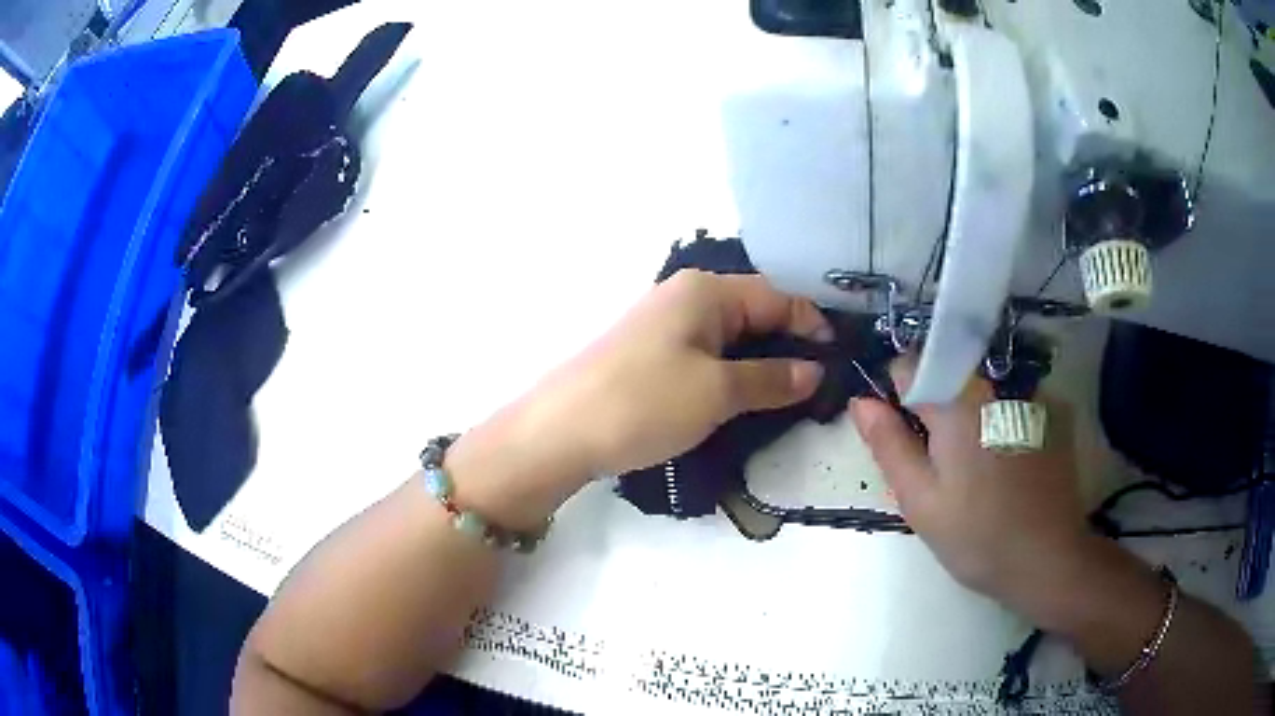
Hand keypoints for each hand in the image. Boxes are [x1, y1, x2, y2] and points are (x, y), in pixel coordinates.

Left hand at [551, 270, 831, 475]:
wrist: (560, 432)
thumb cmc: (644, 402)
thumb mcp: (718, 392)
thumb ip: (771, 378)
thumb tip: (814, 372)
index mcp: (705, 290)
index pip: (776, 296)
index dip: (811, 324)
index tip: (837, 359)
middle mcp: (685, 296)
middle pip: (753, 313)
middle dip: (788, 345)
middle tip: (818, 384)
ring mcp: (664, 325)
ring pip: (730, 337)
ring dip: (760, 362)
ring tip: (788, 396)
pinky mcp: (650, 355)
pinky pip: (706, 354)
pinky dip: (731, 373)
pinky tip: (742, 397)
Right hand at [849, 358, 1093, 614]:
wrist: (1047, 559)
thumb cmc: (976, 537)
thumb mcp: (920, 500)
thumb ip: (888, 445)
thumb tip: (861, 401)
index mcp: (957, 402)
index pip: (910, 365)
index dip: (897, 396)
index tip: (904, 434)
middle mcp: (994, 384)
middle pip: (948, 374)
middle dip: (936, 408)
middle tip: (941, 464)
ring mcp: (1027, 394)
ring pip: (980, 388)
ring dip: (969, 415)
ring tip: (977, 470)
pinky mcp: (1050, 411)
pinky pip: (1011, 400)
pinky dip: (999, 421)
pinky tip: (1007, 465)